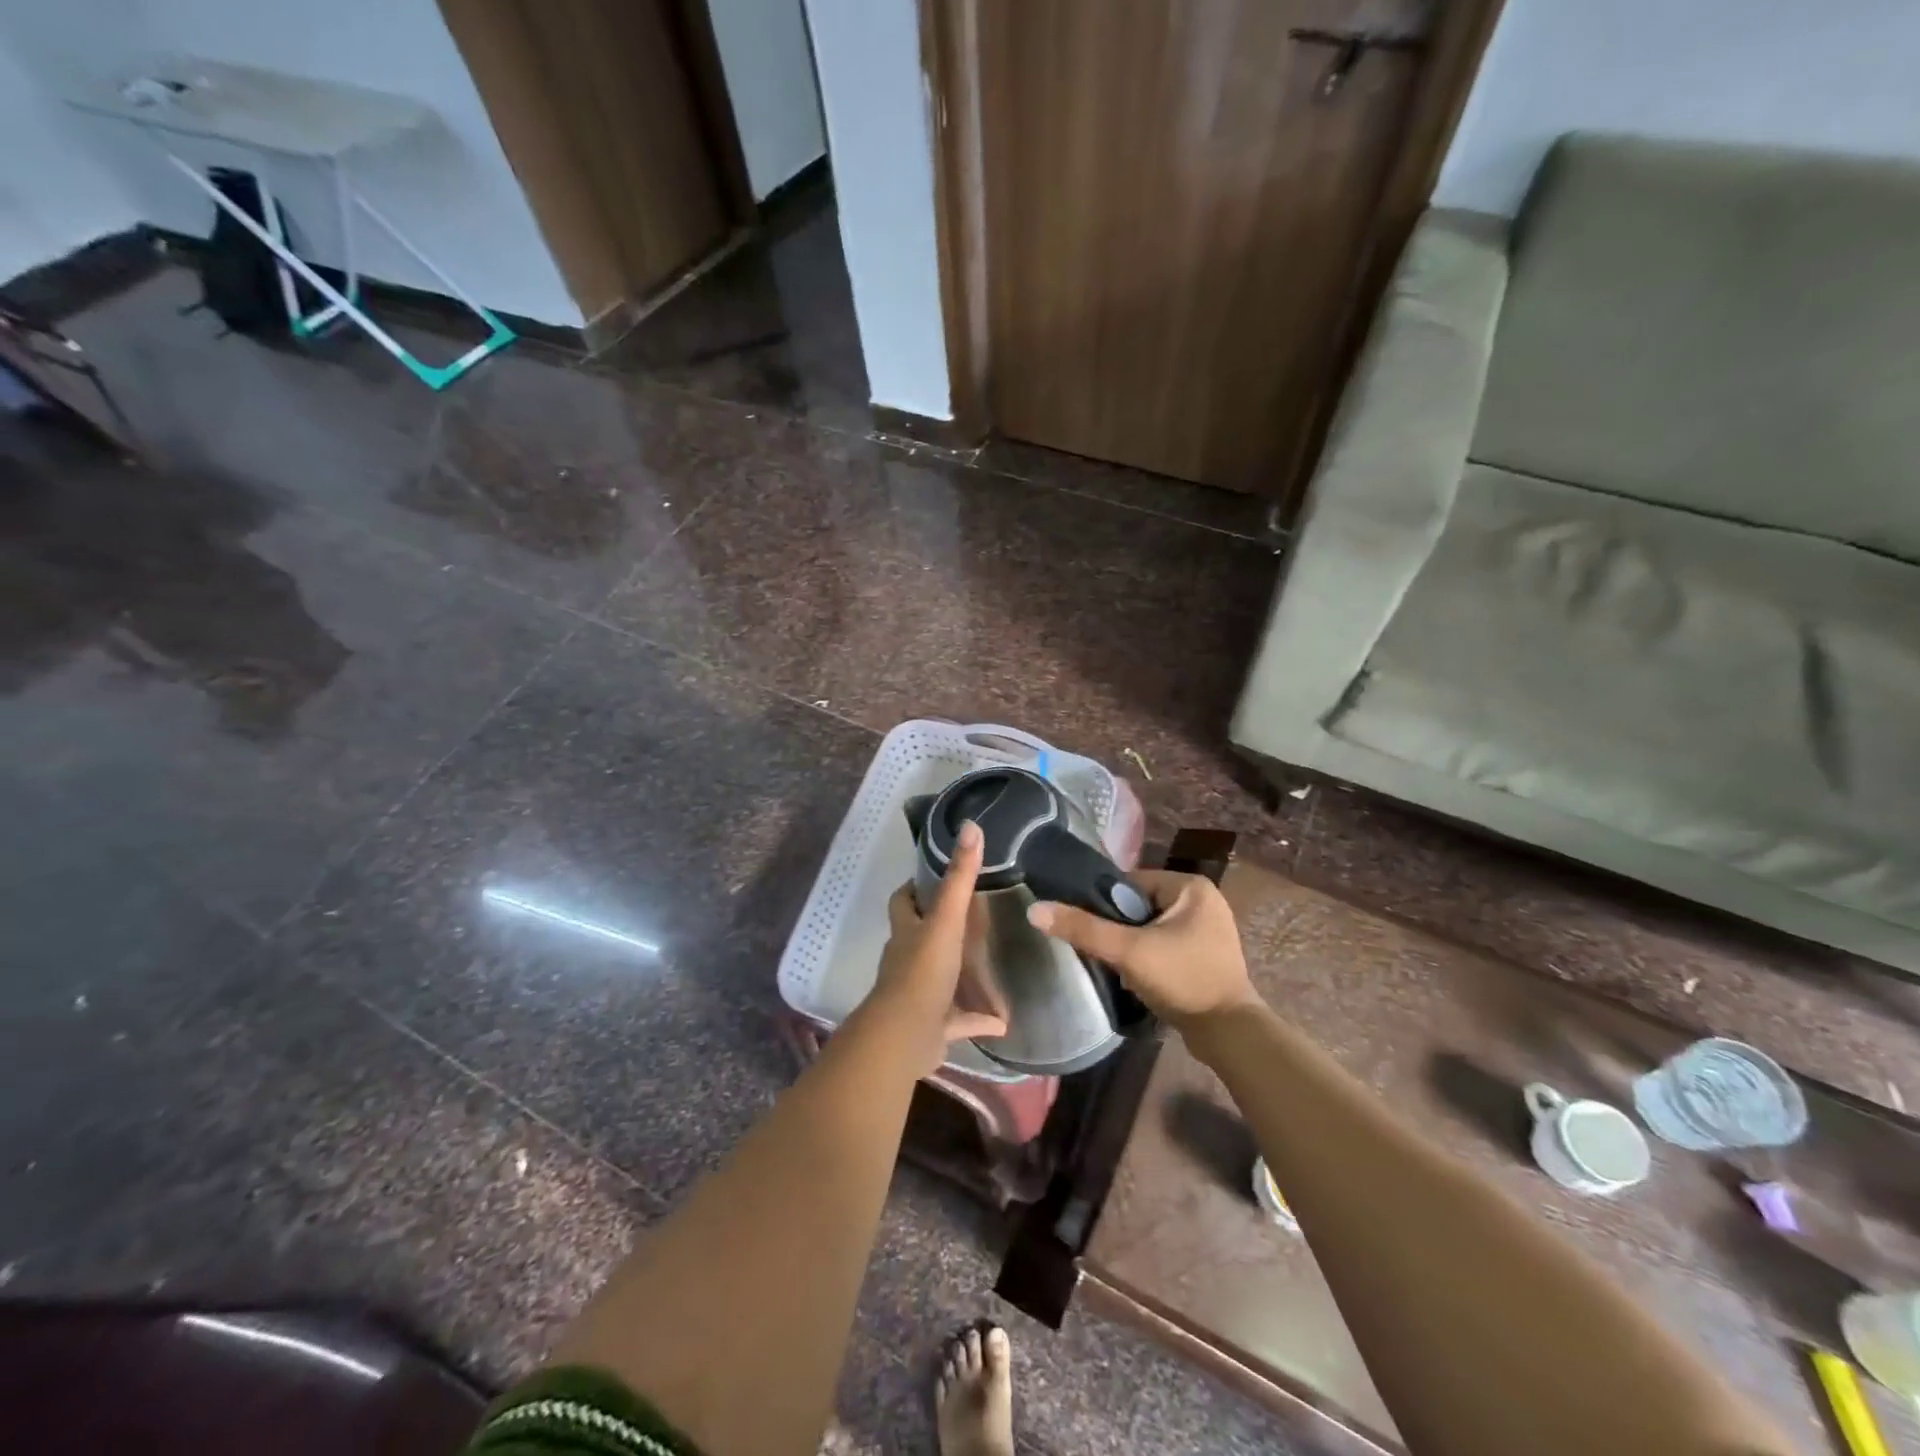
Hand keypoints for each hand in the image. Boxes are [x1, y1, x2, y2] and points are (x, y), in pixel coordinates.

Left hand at [868, 821, 1009, 1074]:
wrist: (905, 1035)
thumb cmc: (923, 971)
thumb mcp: (946, 920)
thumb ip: (960, 878)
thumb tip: (971, 826)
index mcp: (907, 932)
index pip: (903, 901)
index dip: (914, 889)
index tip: (936, 877)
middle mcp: (908, 959)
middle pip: (919, 937)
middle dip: (940, 929)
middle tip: (974, 917)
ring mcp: (919, 994)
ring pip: (940, 979)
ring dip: (961, 975)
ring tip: (991, 966)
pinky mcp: (933, 1026)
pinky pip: (959, 1020)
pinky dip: (977, 1019)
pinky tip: (1002, 1021)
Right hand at [1027, 871, 1257, 1029]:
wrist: (1229, 1034)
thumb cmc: (1182, 980)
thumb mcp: (1128, 951)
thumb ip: (1083, 929)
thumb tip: (1034, 910)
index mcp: (1190, 886)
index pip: (1129, 883)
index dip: (1104, 906)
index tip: (1091, 931)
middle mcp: (1202, 900)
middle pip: (1138, 906)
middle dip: (1119, 930)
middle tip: (1105, 955)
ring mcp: (1207, 928)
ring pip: (1149, 928)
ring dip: (1132, 947)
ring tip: (1121, 970)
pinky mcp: (1206, 954)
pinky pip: (1164, 945)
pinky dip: (1149, 958)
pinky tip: (1140, 980)